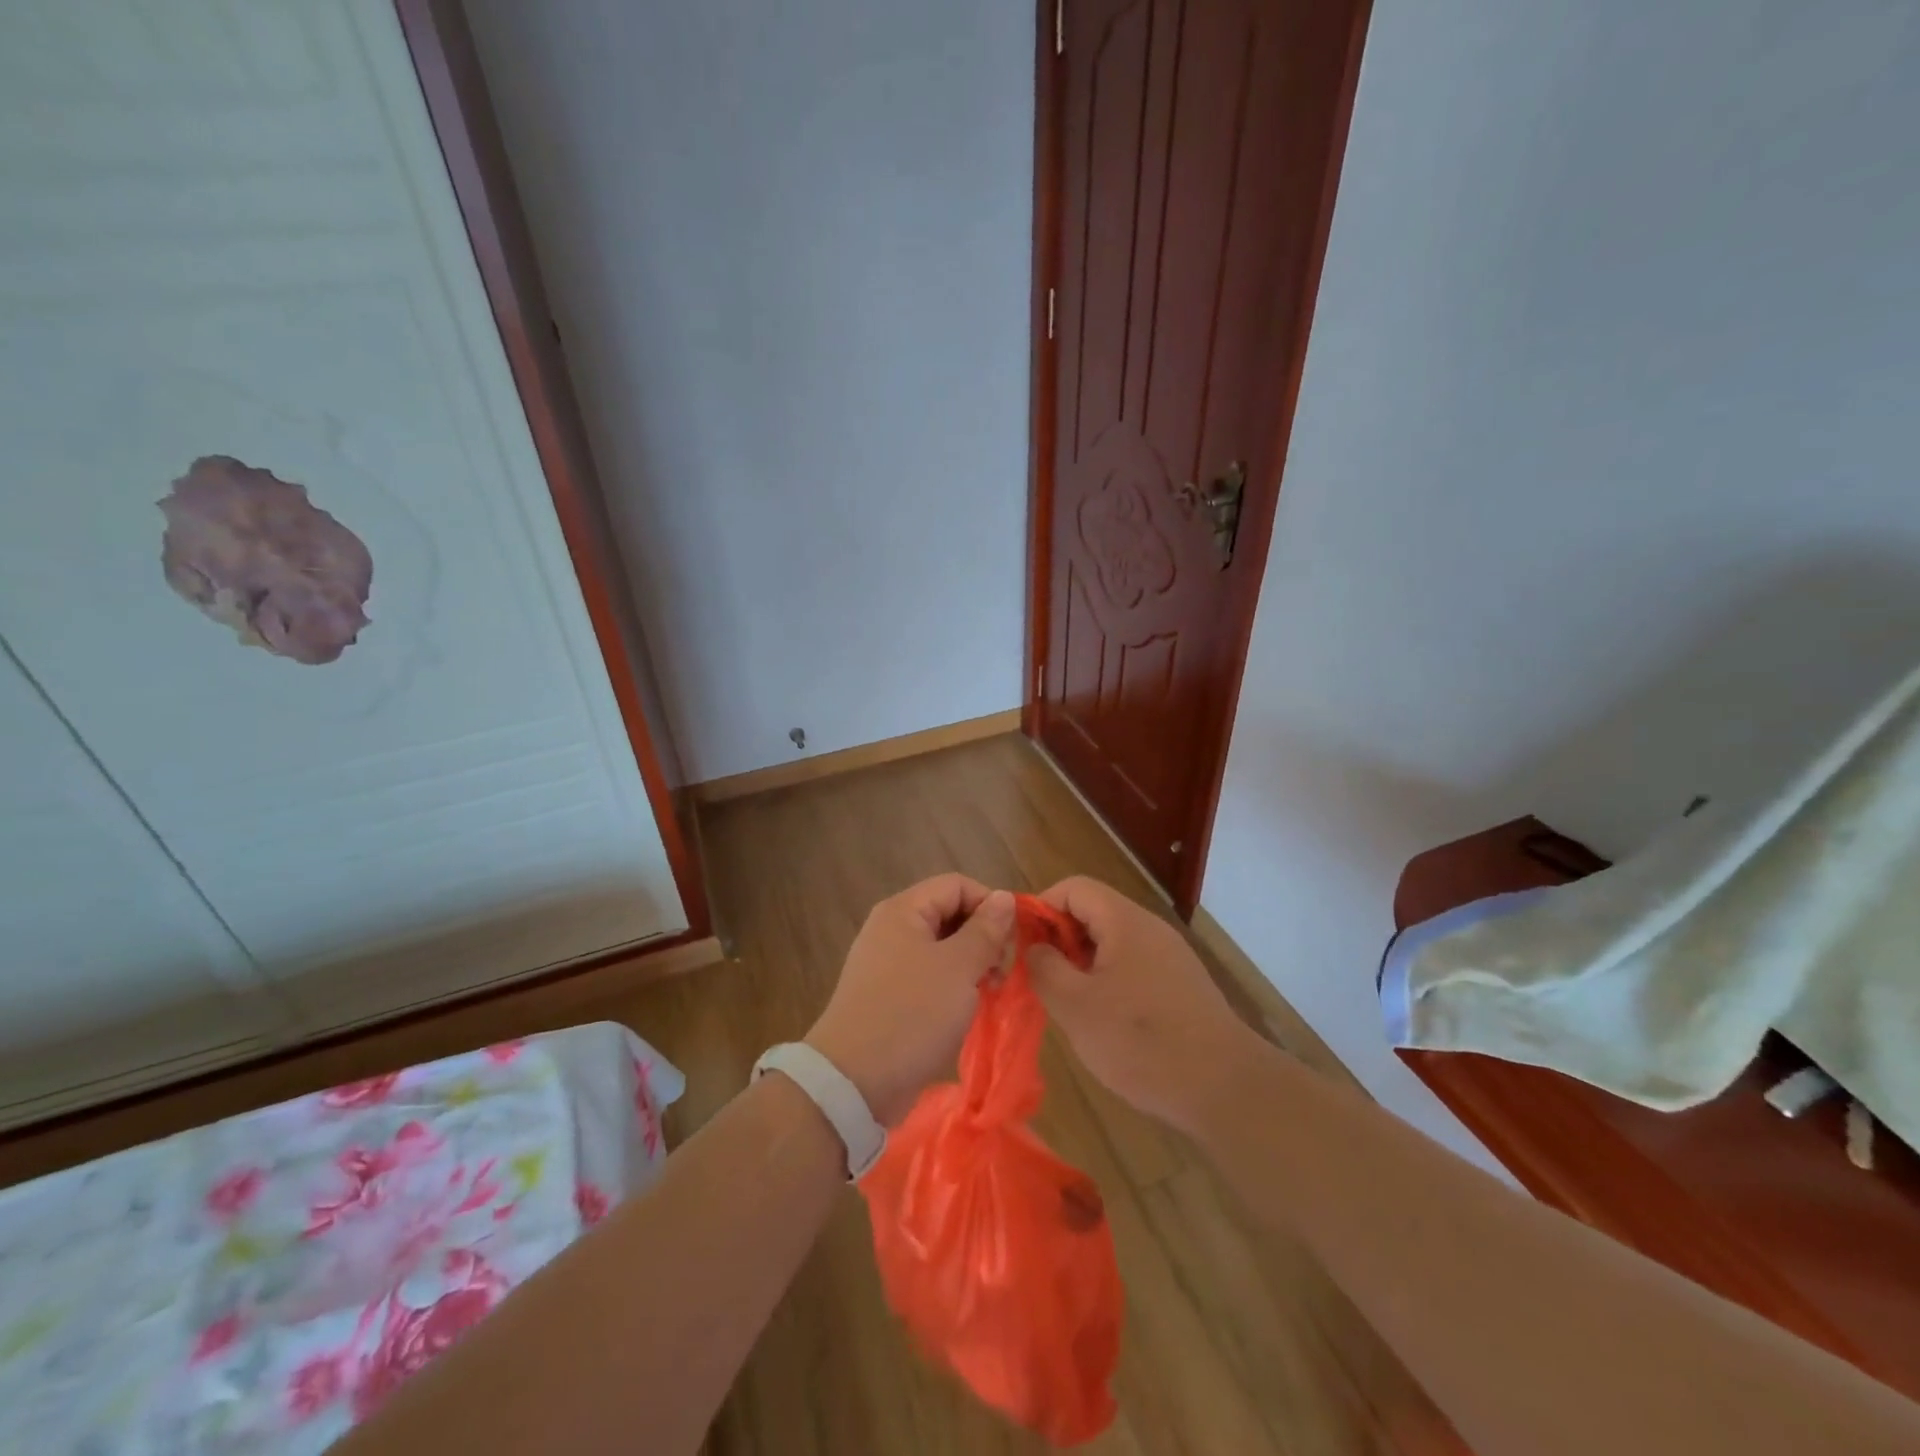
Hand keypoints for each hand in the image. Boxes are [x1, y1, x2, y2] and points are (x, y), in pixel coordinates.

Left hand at [805, 874, 1015, 1126]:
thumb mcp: (958, 968)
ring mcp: (888, 964)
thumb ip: (985, 930)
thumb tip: (1004, 897)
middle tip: (1002, 971)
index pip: (957, 885)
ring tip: (989, 992)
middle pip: (949, 914)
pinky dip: (954, 986)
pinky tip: (969, 1008)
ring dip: (972, 964)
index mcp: (903, 911)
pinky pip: (930, 976)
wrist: (854, 1082)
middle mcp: (892, 929)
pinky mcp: (890, 996)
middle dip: (983, 937)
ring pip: (943, 948)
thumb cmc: (911, 1014)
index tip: (1014, 940)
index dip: (990, 904)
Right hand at [1026, 876, 1263, 1134]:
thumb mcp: (1075, 1006)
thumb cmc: (1140, 1041)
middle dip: (1060, 940)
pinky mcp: (1181, 986)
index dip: (1042, 908)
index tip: (1023, 946)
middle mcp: (1150, 929)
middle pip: (1094, 913)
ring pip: (1113, 943)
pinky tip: (1104, 1023)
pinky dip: (1109, 982)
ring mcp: (1170, 957)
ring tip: (1068, 1004)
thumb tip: (1033, 947)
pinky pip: (1134, 967)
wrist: (1224, 1088)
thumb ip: (1044, 968)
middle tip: (1041, 980)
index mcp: (1124, 921)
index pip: (1074, 888)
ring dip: (1083, 964)